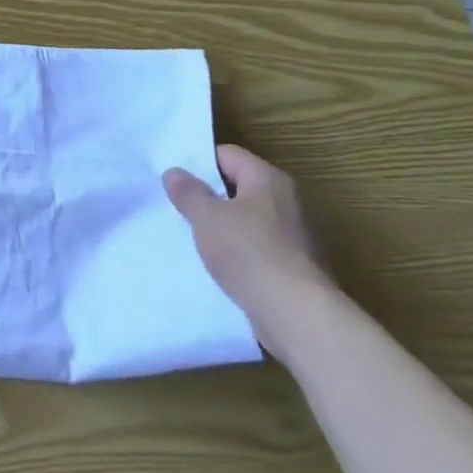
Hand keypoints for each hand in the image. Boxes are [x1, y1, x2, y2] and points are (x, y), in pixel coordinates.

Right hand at [163, 144, 332, 357]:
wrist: (298, 317)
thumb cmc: (249, 253)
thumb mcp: (206, 216)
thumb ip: (188, 191)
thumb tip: (175, 172)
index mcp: (269, 180)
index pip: (228, 155)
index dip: (199, 163)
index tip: (174, 178)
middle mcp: (287, 202)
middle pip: (239, 187)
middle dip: (209, 196)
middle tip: (177, 206)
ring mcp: (295, 238)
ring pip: (247, 221)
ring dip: (222, 227)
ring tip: (192, 236)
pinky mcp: (295, 269)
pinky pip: (257, 250)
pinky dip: (238, 254)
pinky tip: (217, 265)